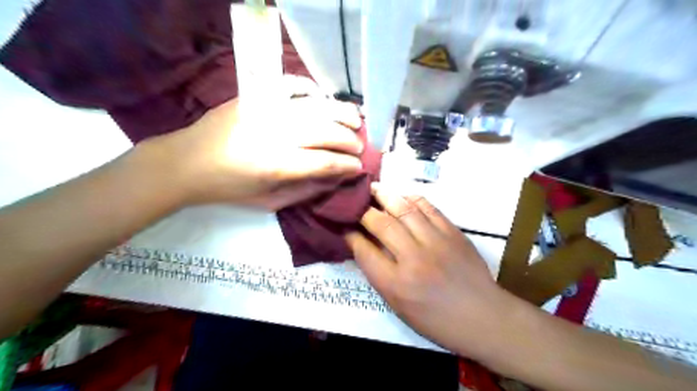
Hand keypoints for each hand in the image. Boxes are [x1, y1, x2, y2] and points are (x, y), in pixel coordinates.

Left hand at [149, 89, 361, 210]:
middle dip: (349, 140)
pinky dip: (311, 89)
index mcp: (277, 165)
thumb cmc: (230, 188)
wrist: (186, 162)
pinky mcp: (254, 95)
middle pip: (326, 132)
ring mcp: (265, 109)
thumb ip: (305, 191)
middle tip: (359, 146)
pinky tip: (321, 98)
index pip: (325, 162)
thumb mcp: (269, 202)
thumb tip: (335, 179)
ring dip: (341, 113)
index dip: (347, 165)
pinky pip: (291, 85)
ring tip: (355, 120)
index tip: (359, 167)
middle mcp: (275, 134)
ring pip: (315, 107)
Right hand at [345, 185, 518, 362]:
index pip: (364, 251)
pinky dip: (412, 199)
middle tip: (355, 201)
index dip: (351, 235)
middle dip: (363, 210)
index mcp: (396, 284)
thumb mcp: (400, 306)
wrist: (483, 317)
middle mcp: (413, 259)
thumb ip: (380, 275)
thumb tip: (364, 246)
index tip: (345, 226)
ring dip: (386, 196)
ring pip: (404, 210)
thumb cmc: (436, 319)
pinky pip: (429, 208)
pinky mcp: (453, 233)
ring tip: (374, 188)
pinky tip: (403, 196)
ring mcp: (436, 242)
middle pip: (381, 225)